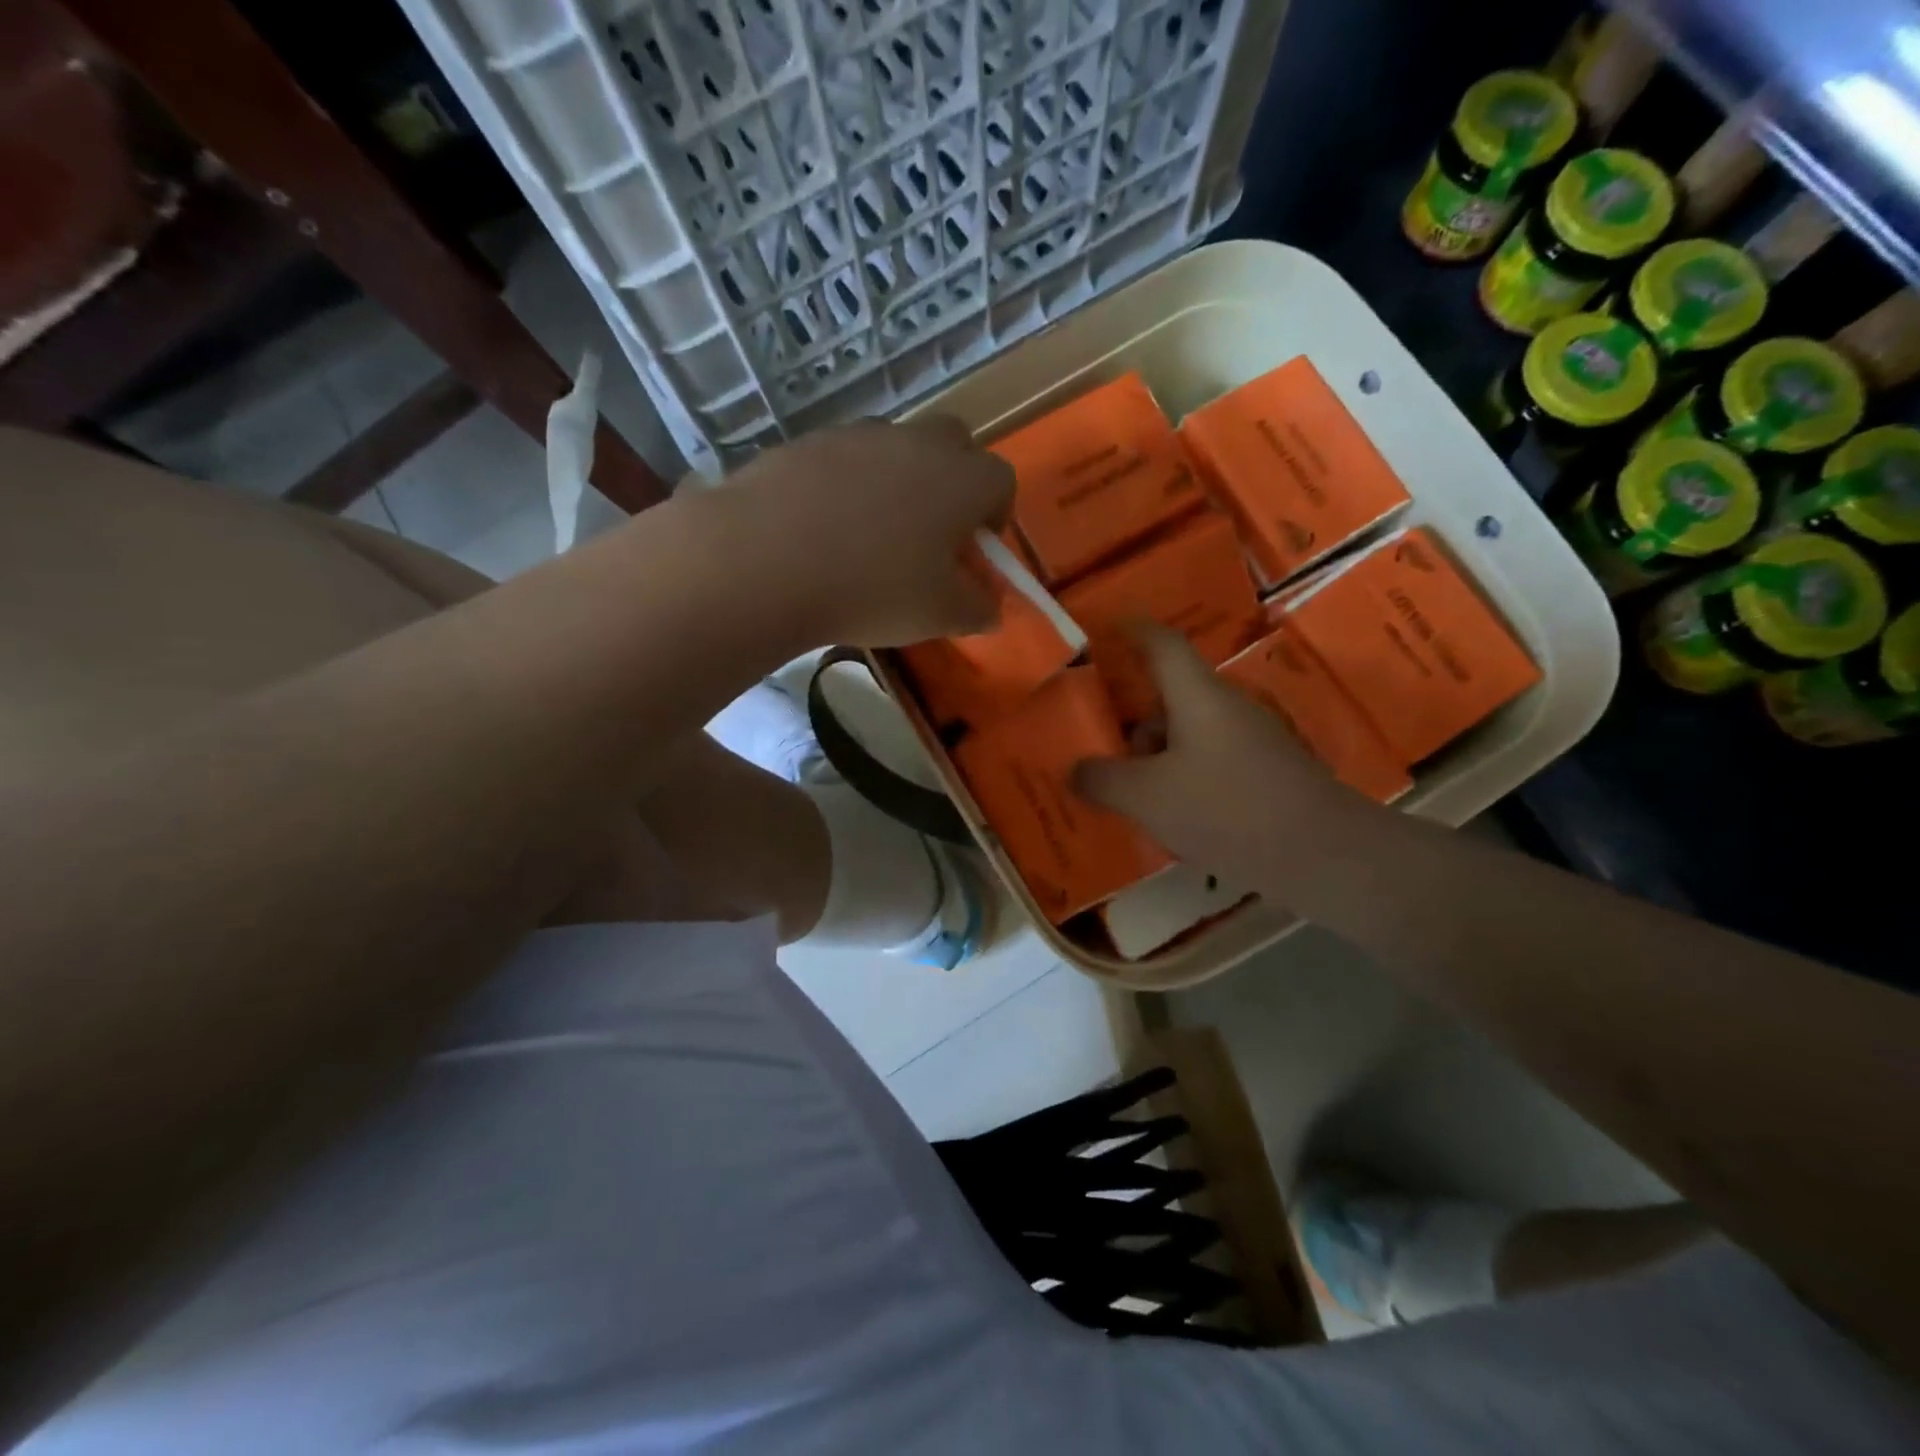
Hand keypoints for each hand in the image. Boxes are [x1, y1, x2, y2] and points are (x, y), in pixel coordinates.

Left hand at [715, 416, 1014, 647]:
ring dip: (898, 482)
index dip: (996, 516)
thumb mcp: (939, 615)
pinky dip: (847, 487)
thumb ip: (977, 609)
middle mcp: (916, 442)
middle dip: (954, 483)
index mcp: (961, 478)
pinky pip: (844, 459)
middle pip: (955, 445)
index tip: (974, 552)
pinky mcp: (808, 442)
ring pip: (896, 449)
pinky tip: (823, 531)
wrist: (765, 560)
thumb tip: (990, 608)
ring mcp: (858, 435)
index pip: (1001, 480)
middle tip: (931, 535)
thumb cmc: (872, 589)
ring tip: (870, 537)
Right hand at [1073, 624, 1371, 888]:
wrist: (1322, 854)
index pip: (1161, 644)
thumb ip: (1102, 779)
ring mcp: (1249, 742)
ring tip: (1130, 800)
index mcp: (1197, 696)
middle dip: (1132, 724)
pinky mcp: (1264, 775)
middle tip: (1100, 752)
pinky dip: (1180, 782)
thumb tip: (1075, 770)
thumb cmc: (1226, 808)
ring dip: (1155, 760)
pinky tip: (1169, 821)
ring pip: (1187, 737)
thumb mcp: (1146, 797)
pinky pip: (1207, 765)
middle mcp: (1225, 709)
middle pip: (1169, 699)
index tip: (1104, 628)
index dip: (1131, 630)